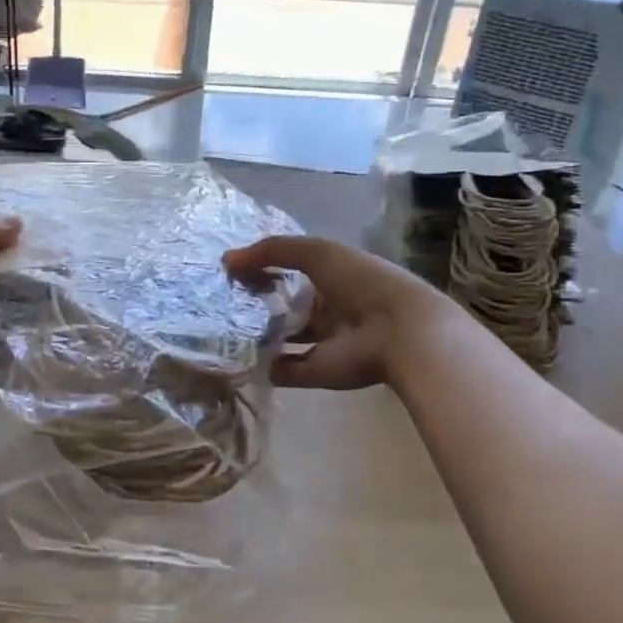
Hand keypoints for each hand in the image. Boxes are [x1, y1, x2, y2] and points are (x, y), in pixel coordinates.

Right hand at [224, 235, 451, 391]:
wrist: (399, 331)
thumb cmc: (360, 281)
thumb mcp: (315, 252)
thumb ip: (271, 251)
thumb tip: (227, 259)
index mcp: (333, 278)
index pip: (292, 272)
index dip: (264, 269)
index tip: (232, 271)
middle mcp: (328, 309)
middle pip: (287, 306)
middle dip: (258, 303)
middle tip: (222, 301)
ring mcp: (324, 342)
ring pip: (284, 338)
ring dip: (259, 335)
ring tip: (224, 328)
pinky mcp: (318, 371)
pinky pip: (285, 369)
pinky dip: (264, 366)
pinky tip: (237, 355)